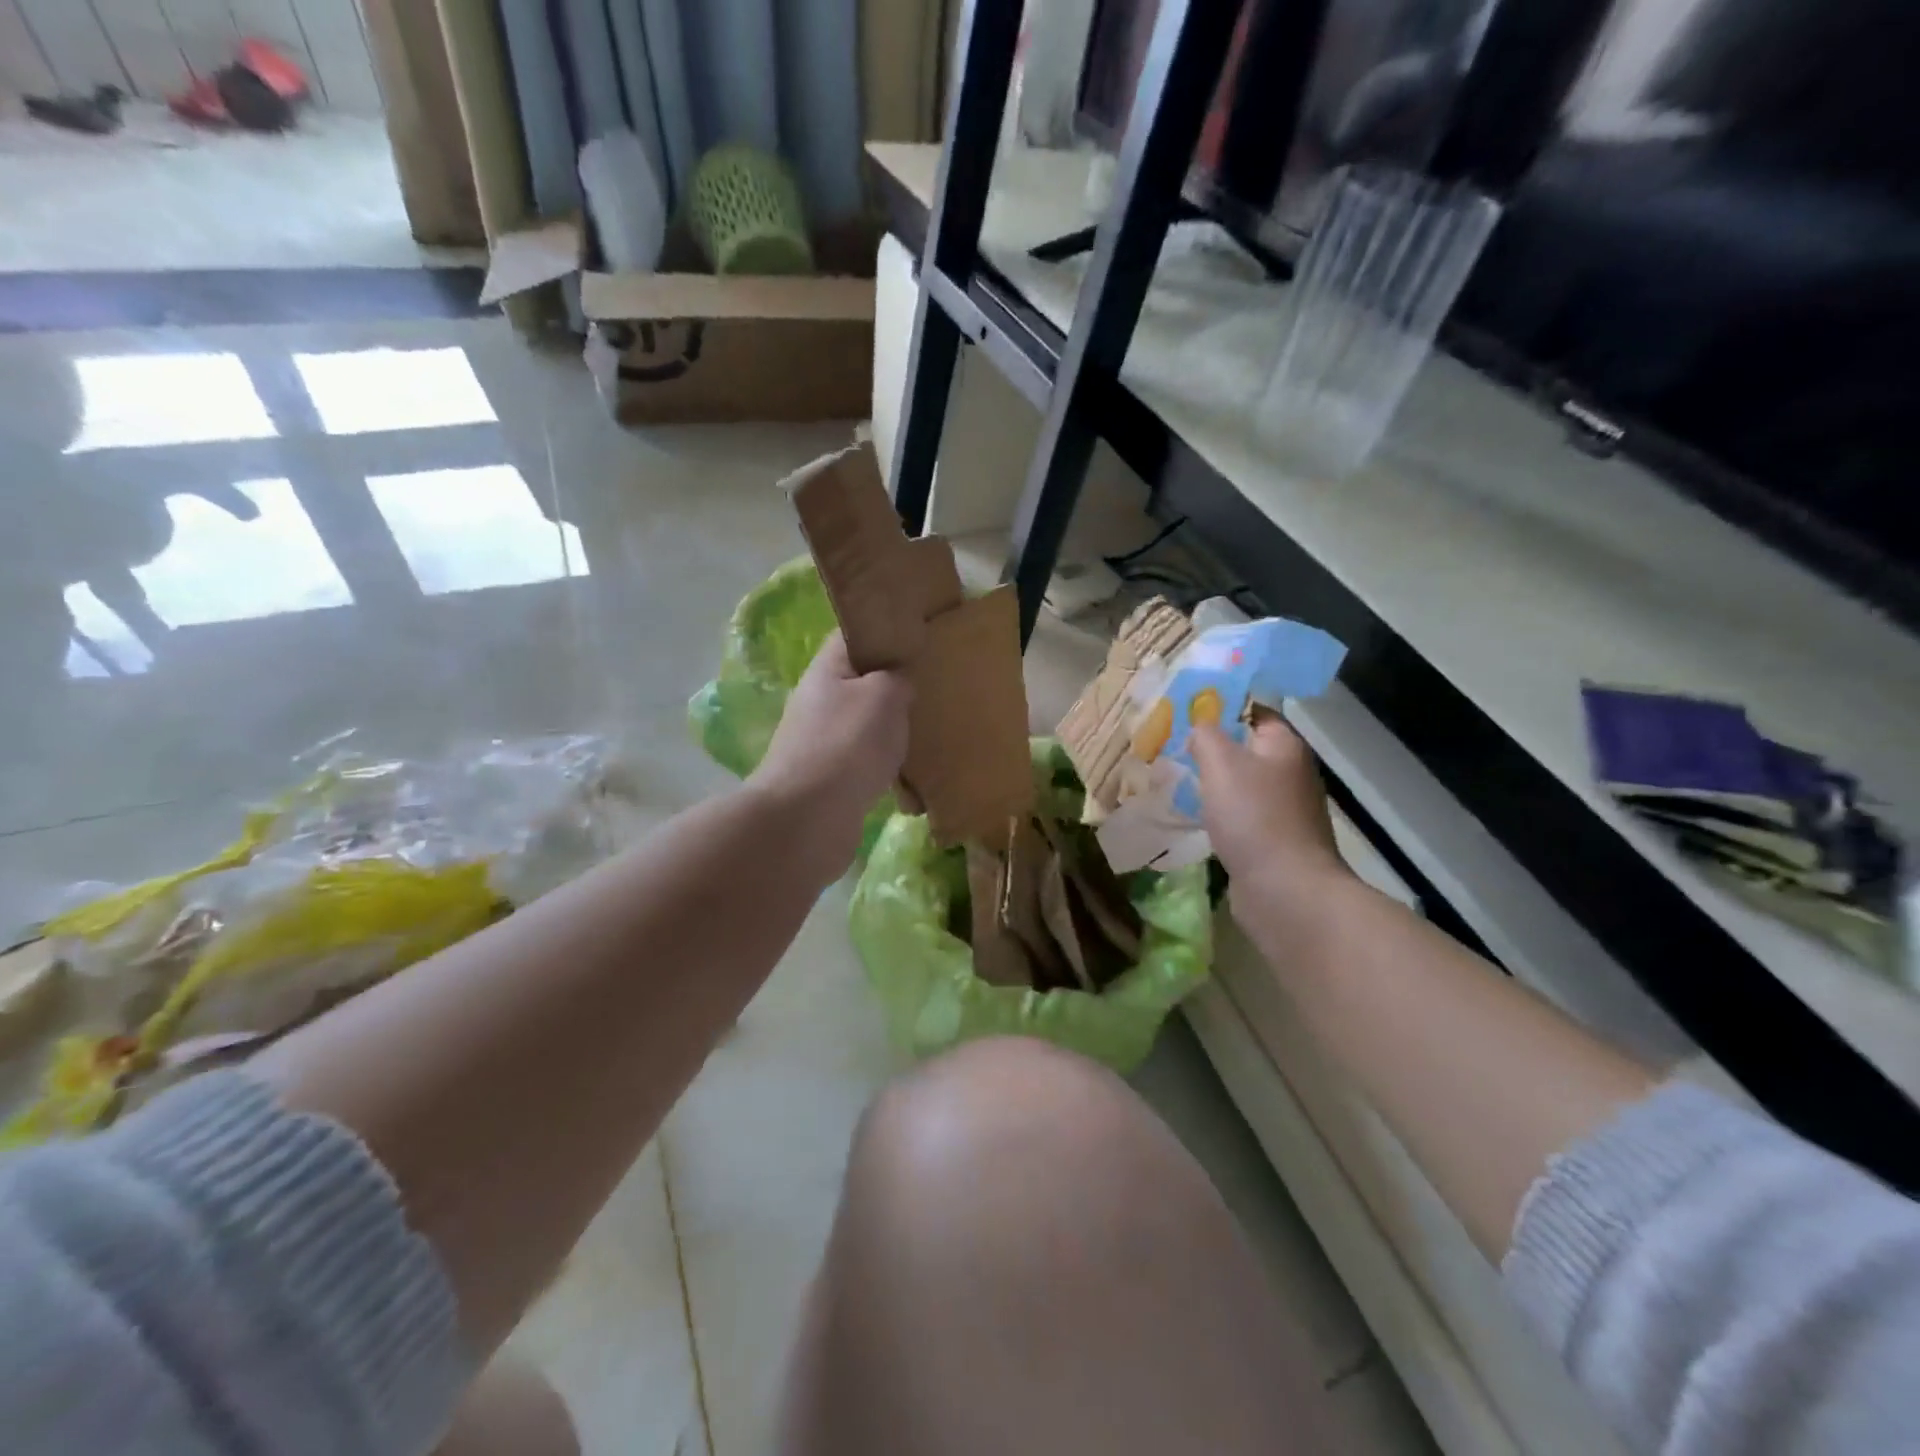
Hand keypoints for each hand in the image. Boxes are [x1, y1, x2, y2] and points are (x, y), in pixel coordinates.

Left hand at [750, 632, 911, 873]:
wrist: (808, 818)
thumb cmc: (847, 744)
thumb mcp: (884, 695)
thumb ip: (897, 678)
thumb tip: (899, 682)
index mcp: (826, 669)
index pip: (853, 636)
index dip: (884, 632)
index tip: (919, 638)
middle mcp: (817, 701)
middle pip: (858, 681)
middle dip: (891, 684)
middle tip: (932, 686)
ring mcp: (819, 742)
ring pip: (861, 723)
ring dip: (888, 726)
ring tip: (926, 727)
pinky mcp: (827, 779)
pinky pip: (862, 759)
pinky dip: (882, 761)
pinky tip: (908, 768)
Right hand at [1191, 715, 1349, 907]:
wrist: (1284, 889)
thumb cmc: (1253, 816)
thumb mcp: (1221, 762)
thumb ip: (1206, 735)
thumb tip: (1200, 725)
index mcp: (1284, 746)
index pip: (1253, 711)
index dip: (1221, 707)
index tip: (1184, 712)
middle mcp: (1290, 772)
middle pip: (1246, 748)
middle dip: (1211, 747)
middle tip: (1171, 746)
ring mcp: (1284, 809)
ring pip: (1241, 784)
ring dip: (1213, 783)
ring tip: (1176, 780)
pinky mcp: (1273, 840)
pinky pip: (1241, 815)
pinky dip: (1219, 813)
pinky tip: (1195, 818)